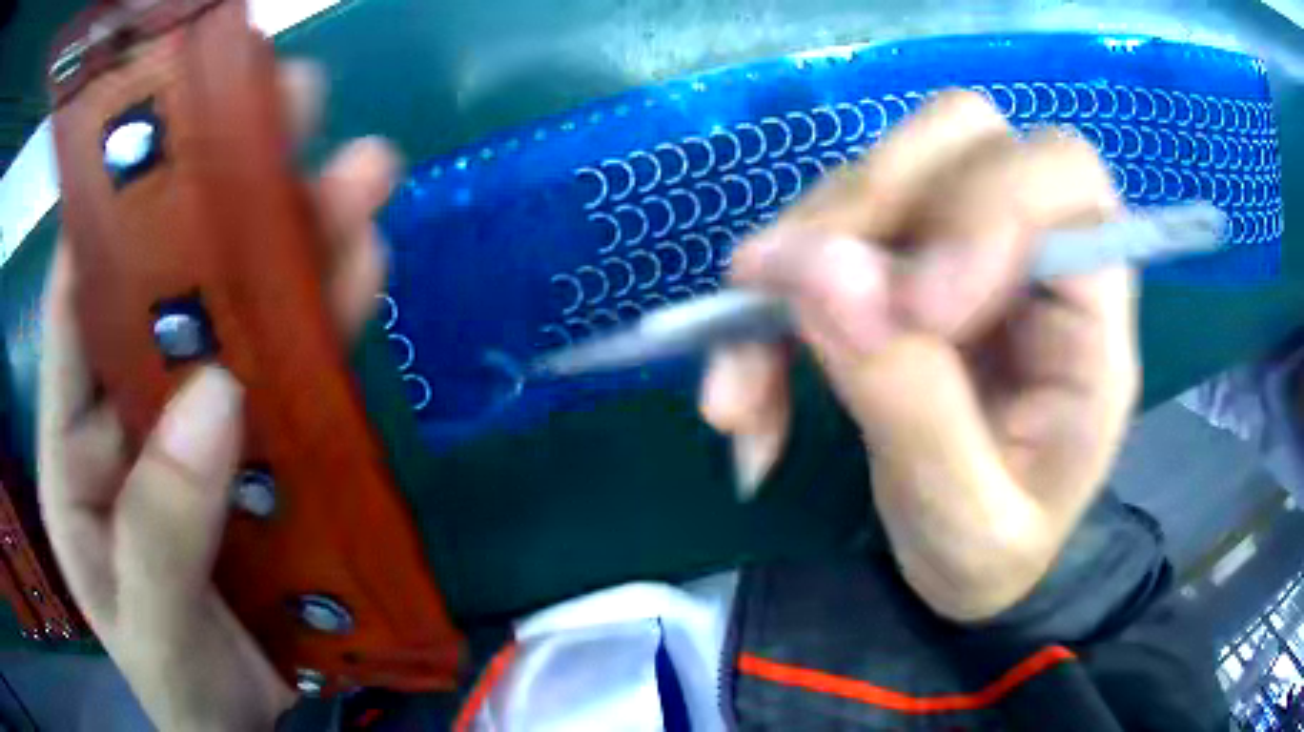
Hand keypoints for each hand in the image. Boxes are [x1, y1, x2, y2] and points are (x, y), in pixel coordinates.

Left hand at [38, 61, 395, 729]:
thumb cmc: (178, 687)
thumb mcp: (149, 629)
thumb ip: (159, 529)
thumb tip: (216, 399)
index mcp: (75, 449)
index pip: (76, 305)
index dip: (112, 210)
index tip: (167, 128)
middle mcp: (129, 415)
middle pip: (169, 287)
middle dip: (221, 198)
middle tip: (286, 110)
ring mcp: (197, 429)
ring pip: (242, 317)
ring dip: (293, 243)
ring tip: (356, 173)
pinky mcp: (261, 453)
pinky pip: (292, 374)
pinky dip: (323, 321)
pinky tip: (362, 267)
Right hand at [701, 92, 1138, 621]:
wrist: (968, 566)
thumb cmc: (995, 556)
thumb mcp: (965, 524)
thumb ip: (911, 405)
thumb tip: (815, 271)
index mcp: (1092, 319)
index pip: (1064, 179)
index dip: (985, 208)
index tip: (913, 313)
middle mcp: (1033, 255)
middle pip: (959, 134)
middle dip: (868, 206)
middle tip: (790, 300)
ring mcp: (960, 247)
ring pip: (878, 173)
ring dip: (794, 262)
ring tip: (740, 386)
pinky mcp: (899, 263)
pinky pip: (823, 236)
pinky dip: (767, 306)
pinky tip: (743, 395)